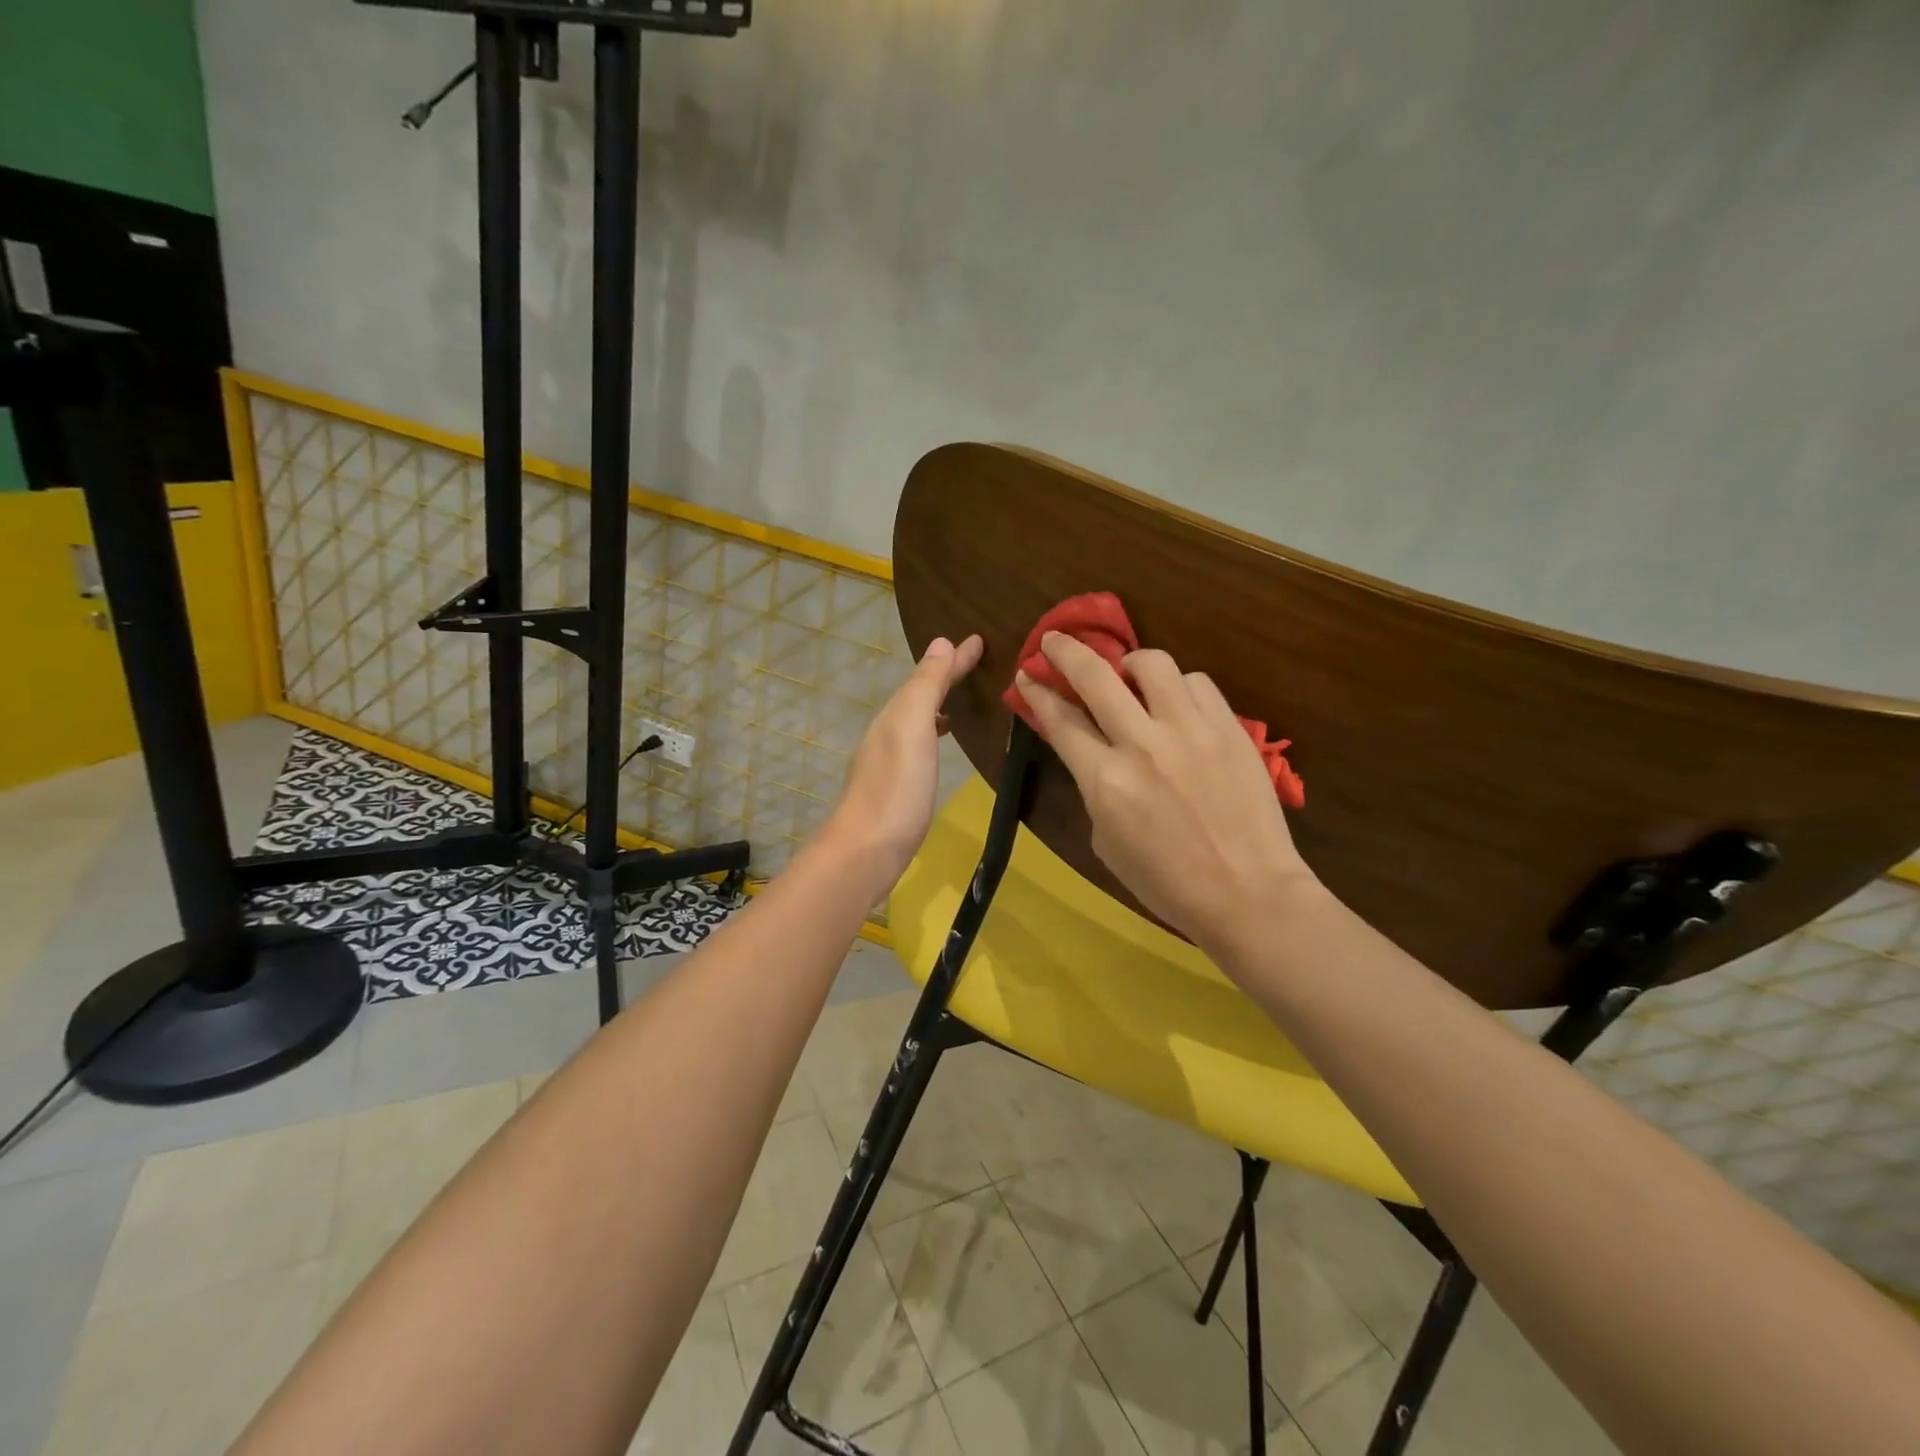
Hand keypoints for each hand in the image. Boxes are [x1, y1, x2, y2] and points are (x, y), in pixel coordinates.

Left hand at [826, 634, 984, 887]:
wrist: (865, 852)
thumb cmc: (896, 788)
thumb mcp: (912, 727)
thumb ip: (926, 686)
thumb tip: (941, 642)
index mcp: (894, 715)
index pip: (928, 676)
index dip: (954, 659)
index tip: (980, 640)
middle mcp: (887, 733)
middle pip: (919, 694)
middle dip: (944, 677)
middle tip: (974, 663)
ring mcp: (888, 762)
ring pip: (916, 719)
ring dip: (938, 705)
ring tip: (960, 702)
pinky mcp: (895, 788)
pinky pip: (918, 744)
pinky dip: (933, 733)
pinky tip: (941, 746)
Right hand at [1017, 632, 1317, 960]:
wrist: (1248, 893)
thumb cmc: (1167, 883)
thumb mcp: (1106, 842)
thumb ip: (1095, 789)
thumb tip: (1095, 754)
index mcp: (1105, 780)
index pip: (1060, 720)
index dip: (1038, 693)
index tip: (1027, 675)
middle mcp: (1143, 744)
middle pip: (1095, 676)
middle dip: (1066, 651)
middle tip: (1054, 640)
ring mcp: (1191, 731)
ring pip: (1153, 664)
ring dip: (1131, 664)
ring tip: (1130, 675)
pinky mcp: (1230, 728)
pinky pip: (1198, 684)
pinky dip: (1179, 687)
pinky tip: (1178, 705)